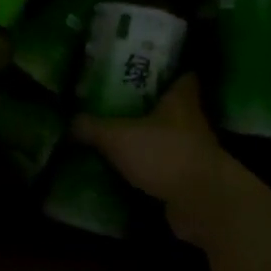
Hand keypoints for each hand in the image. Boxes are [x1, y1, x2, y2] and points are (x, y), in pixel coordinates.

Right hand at [73, 75, 238, 242]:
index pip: (182, 74)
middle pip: (171, 106)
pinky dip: (150, 169)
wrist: (202, 203)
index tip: (143, 67)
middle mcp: (192, 121)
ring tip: (115, 136)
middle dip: (148, 105)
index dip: (167, 69)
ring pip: (168, 138)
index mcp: (181, 99)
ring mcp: (194, 152)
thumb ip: (91, 127)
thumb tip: (68, 121)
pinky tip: (125, 170)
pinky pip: (166, 168)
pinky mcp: (190, 180)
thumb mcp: (118, 137)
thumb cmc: (164, 154)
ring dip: (148, 139)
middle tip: (116, 101)